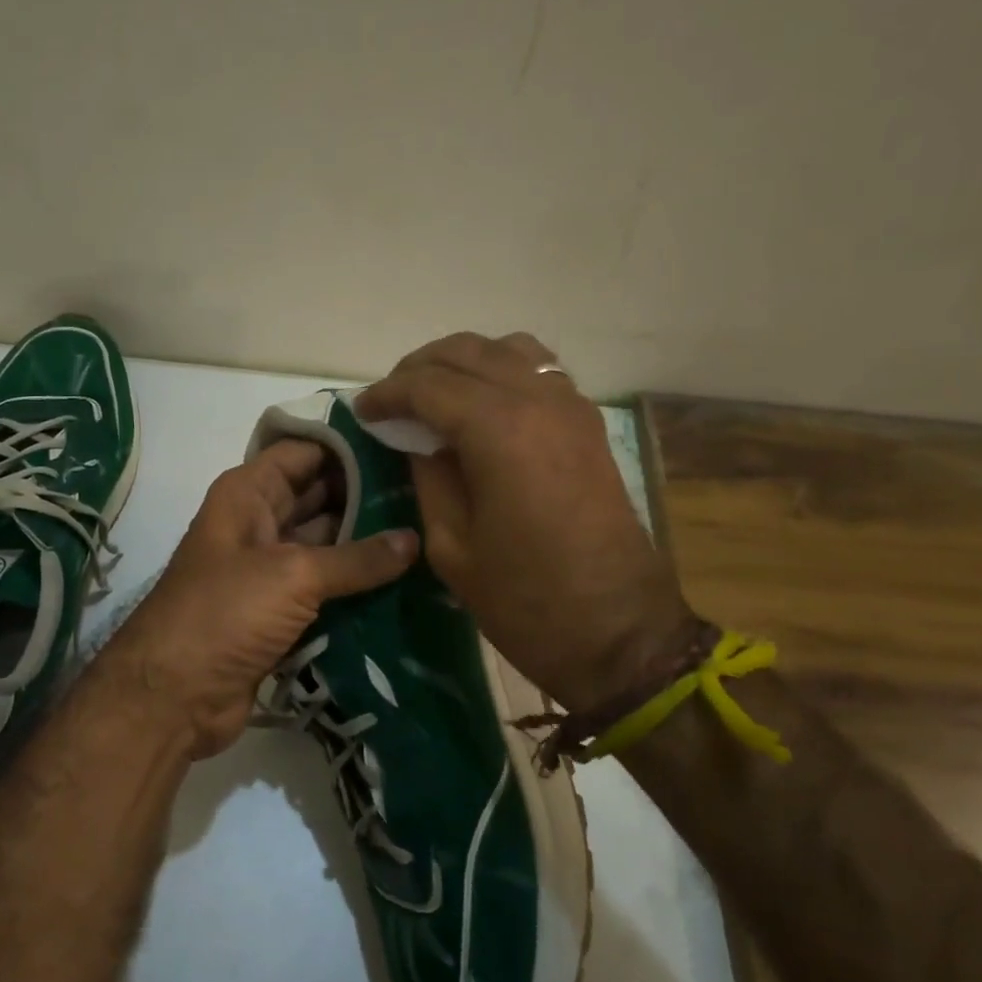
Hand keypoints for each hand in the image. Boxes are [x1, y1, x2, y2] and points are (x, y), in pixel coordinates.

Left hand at [102, 439, 418, 757]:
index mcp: (249, 493)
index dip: (349, 445)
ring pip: (326, 543)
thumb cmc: (225, 612)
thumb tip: (413, 539)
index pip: (304, 452)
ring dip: (367, 542)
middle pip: (320, 495)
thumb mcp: (293, 575)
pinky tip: (405, 578)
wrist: (174, 696)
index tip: (403, 441)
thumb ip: (357, 558)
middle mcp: (259, 522)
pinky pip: (325, 586)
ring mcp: (269, 568)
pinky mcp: (280, 610)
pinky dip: (356, 584)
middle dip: (367, 494)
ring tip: (427, 529)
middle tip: (428, 491)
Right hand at [357, 332, 697, 711]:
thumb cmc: (524, 601)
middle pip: (466, 352)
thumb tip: (415, 440)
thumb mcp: (452, 546)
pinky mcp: (588, 423)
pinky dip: (502, 370)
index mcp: (499, 431)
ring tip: (434, 395)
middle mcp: (538, 401)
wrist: (618, 632)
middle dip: (419, 369)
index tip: (362, 410)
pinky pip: (538, 370)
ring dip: (463, 362)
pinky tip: (482, 404)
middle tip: (390, 401)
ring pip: (507, 349)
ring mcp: (571, 407)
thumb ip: (429, 478)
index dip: (387, 393)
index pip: (428, 385)